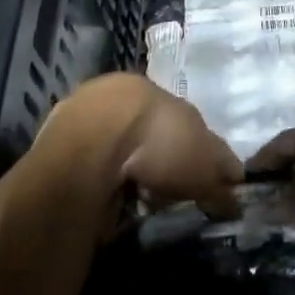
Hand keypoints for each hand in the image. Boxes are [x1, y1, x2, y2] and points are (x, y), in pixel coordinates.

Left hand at [42, 73, 241, 207]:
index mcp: (160, 93)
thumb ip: (222, 180)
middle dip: (159, 161)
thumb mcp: (205, 166)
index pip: (186, 122)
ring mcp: (87, 114)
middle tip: (167, 193)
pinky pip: (90, 163)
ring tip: (135, 201)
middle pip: (149, 132)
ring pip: (116, 145)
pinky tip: (106, 199)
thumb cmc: (158, 143)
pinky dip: (101, 179)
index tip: (201, 181)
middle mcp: (124, 95)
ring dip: (127, 170)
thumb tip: (236, 197)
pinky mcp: (58, 139)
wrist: (89, 143)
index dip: (197, 152)